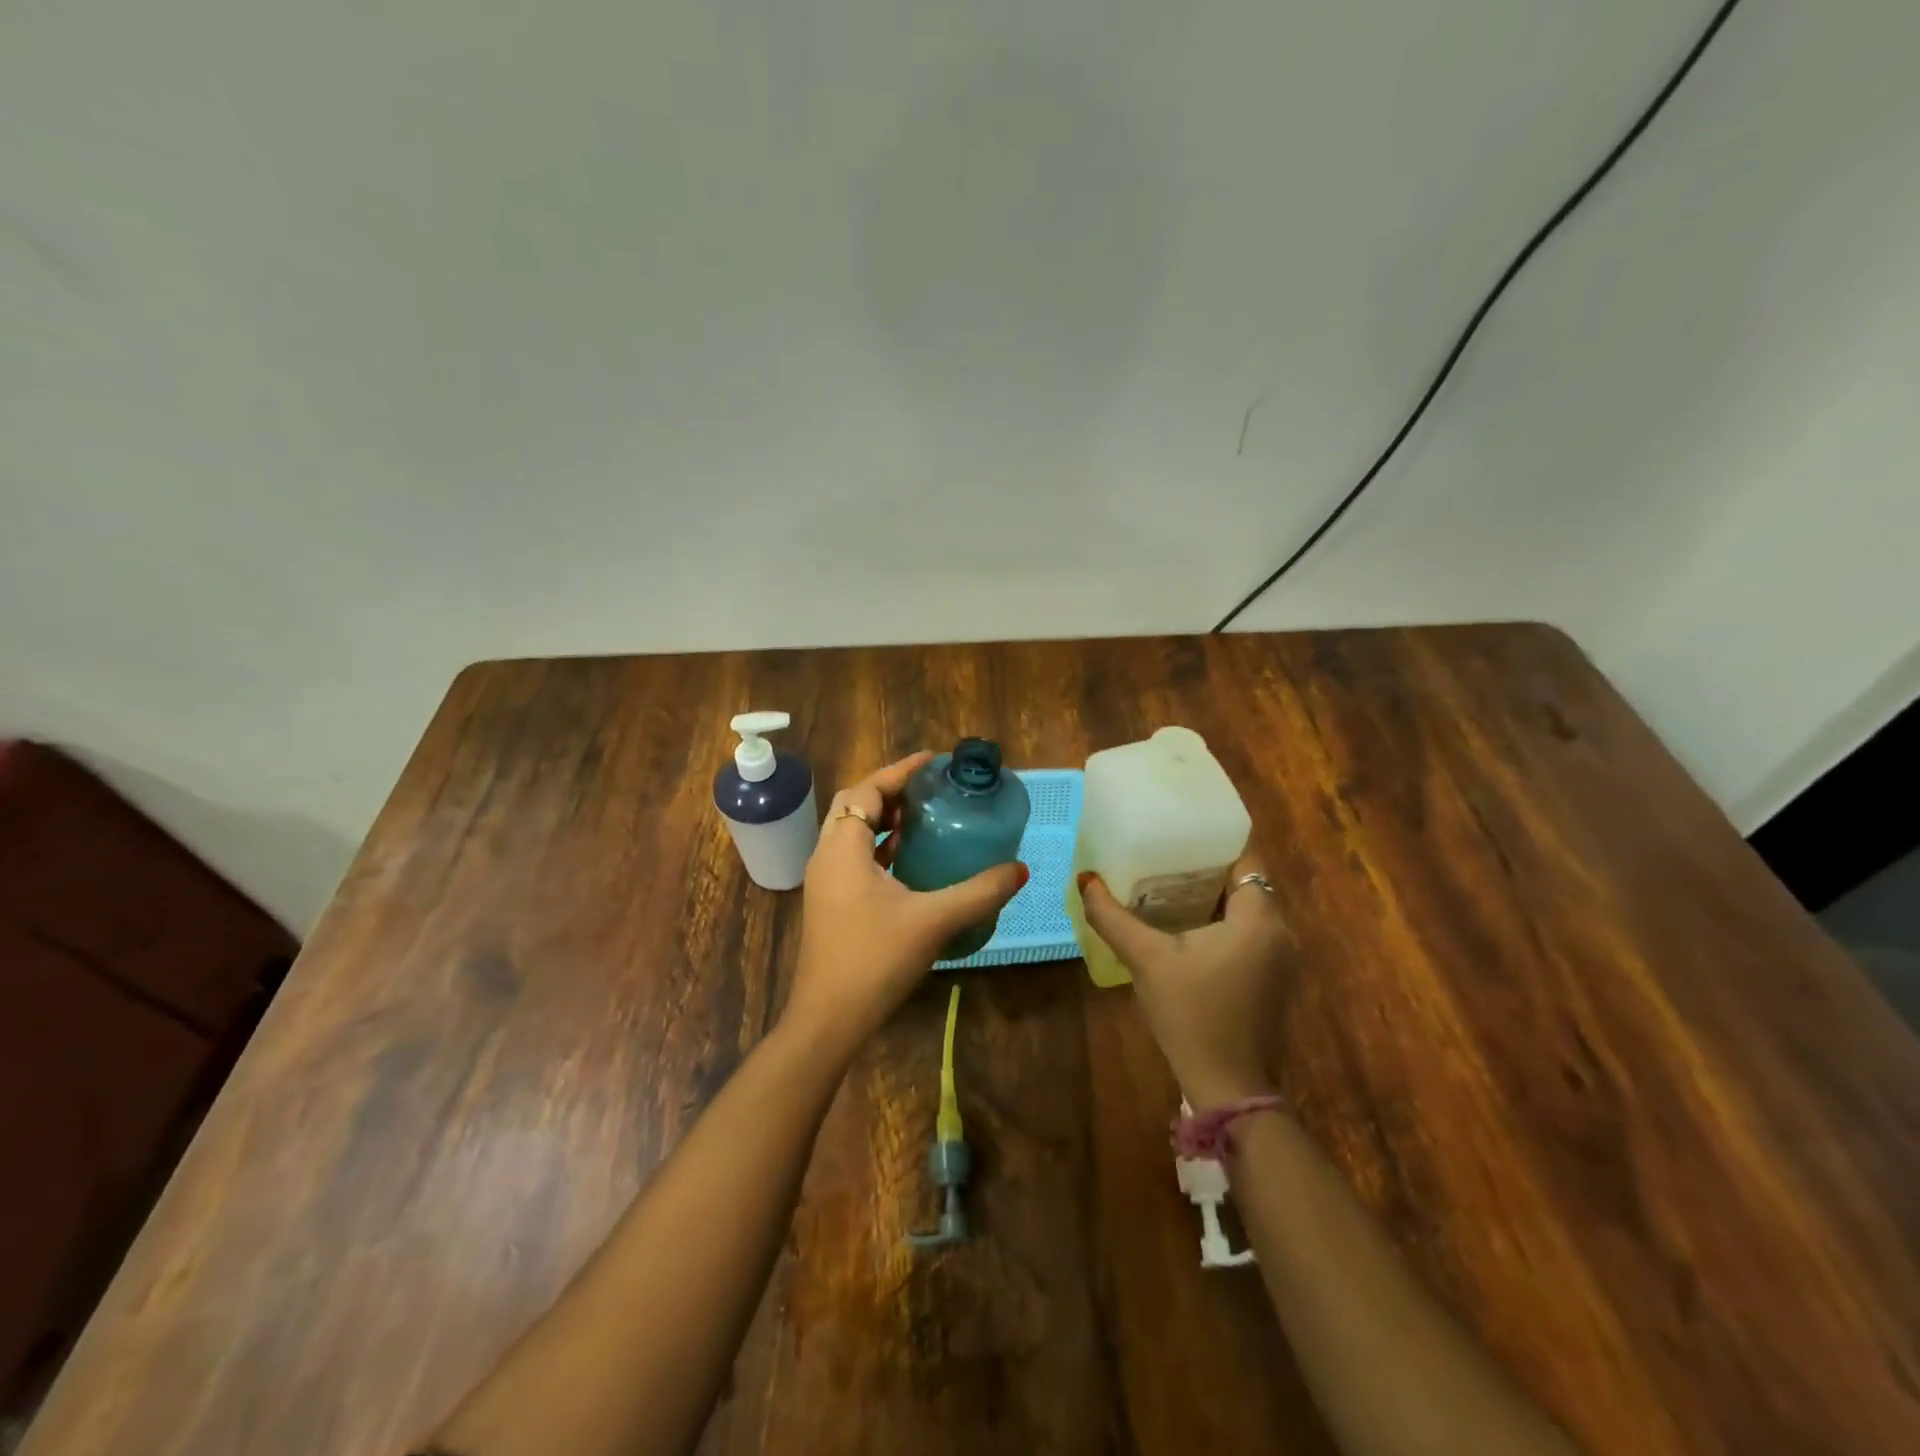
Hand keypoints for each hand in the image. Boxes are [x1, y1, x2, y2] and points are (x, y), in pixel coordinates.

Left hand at [784, 752, 1027, 1058]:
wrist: (828, 1019)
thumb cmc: (875, 959)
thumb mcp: (933, 921)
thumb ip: (979, 892)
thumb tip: (1021, 870)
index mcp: (843, 848)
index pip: (867, 790)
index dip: (900, 771)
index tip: (934, 762)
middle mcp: (827, 856)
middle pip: (855, 805)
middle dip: (890, 791)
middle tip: (930, 789)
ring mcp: (824, 881)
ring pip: (851, 832)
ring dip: (883, 819)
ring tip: (924, 818)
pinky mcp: (829, 902)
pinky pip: (853, 857)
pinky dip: (878, 847)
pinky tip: (909, 861)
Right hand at [1079, 853, 1296, 1107]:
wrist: (1228, 1086)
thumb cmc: (1191, 1014)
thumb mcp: (1146, 959)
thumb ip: (1112, 916)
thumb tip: (1085, 879)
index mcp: (1259, 918)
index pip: (1245, 857)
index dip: (1213, 840)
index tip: (1177, 831)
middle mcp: (1280, 931)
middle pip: (1244, 880)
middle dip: (1206, 866)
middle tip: (1162, 853)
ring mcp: (1280, 958)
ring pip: (1246, 908)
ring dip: (1212, 895)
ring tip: (1166, 883)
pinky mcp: (1272, 979)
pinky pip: (1249, 932)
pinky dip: (1221, 921)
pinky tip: (1184, 926)